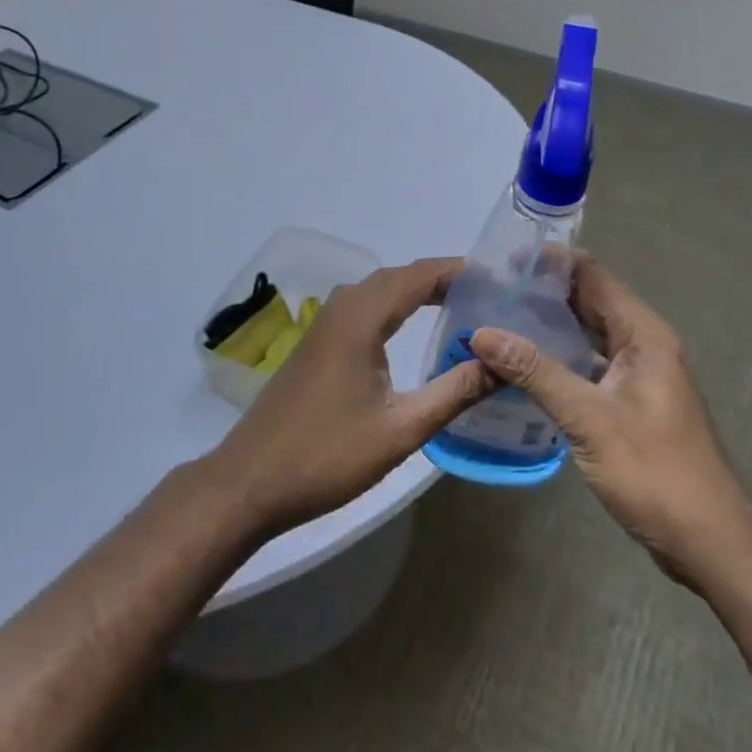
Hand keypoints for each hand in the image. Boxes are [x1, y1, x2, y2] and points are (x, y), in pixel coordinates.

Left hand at [207, 257, 495, 534]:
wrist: (250, 481)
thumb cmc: (327, 455)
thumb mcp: (400, 430)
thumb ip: (453, 392)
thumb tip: (501, 363)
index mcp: (362, 315)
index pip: (421, 274)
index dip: (461, 271)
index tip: (501, 280)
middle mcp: (345, 305)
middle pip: (403, 276)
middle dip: (447, 280)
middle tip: (492, 297)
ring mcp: (328, 321)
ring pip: (384, 290)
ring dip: (422, 292)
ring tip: (465, 308)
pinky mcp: (321, 340)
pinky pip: (368, 306)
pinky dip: (400, 307)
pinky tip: (417, 330)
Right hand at [468, 256, 744, 583]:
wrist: (712, 546)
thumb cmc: (655, 473)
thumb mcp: (588, 419)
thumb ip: (536, 371)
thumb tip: (482, 333)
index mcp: (643, 333)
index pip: (592, 274)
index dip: (550, 263)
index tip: (505, 265)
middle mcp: (645, 343)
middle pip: (590, 300)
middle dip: (545, 293)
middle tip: (494, 293)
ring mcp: (642, 373)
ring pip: (590, 332)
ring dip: (552, 325)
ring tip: (502, 322)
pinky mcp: (635, 401)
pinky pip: (593, 362)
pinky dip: (563, 357)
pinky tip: (528, 368)